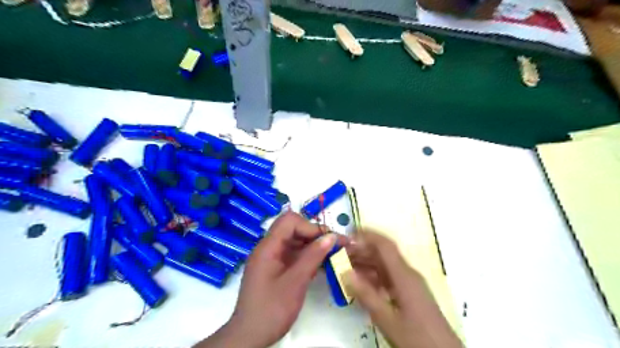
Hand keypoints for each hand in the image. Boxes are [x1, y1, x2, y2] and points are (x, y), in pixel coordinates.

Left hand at [196, 211, 343, 346]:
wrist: (250, 336)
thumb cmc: (271, 310)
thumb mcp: (295, 283)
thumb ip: (312, 257)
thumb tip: (331, 236)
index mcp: (268, 247)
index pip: (289, 221)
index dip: (310, 226)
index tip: (327, 240)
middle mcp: (268, 248)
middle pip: (293, 229)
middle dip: (314, 234)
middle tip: (335, 245)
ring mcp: (271, 258)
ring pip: (295, 241)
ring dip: (313, 245)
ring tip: (333, 254)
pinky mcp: (275, 267)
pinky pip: (293, 254)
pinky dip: (308, 256)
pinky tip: (321, 265)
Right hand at [347, 232, 461, 347]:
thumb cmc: (417, 337)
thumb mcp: (387, 319)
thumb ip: (366, 295)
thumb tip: (345, 272)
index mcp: (404, 275)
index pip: (385, 246)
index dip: (368, 235)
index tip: (349, 233)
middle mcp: (408, 274)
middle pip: (383, 255)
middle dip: (362, 250)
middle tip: (340, 253)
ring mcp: (409, 284)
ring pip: (385, 266)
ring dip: (366, 264)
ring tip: (345, 266)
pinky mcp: (410, 294)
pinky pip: (389, 279)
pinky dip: (373, 277)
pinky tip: (360, 283)